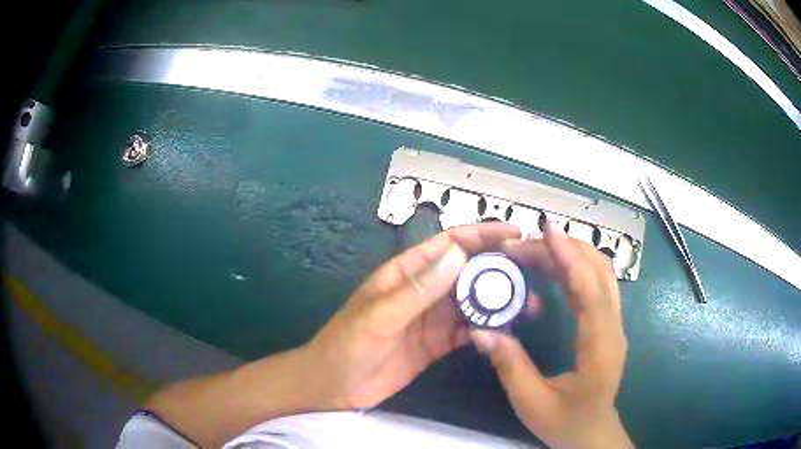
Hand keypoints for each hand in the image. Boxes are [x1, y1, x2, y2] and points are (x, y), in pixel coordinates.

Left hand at [304, 222, 520, 409]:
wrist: (334, 387)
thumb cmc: (347, 345)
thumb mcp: (379, 316)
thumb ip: (419, 289)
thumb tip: (460, 254)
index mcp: (406, 273)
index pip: (449, 244)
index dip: (481, 235)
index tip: (515, 233)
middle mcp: (424, 290)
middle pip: (468, 272)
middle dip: (499, 269)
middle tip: (533, 274)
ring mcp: (432, 318)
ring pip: (472, 302)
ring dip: (498, 301)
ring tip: (528, 304)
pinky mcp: (437, 343)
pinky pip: (468, 330)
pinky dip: (487, 328)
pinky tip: (505, 331)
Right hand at [470, 222, 631, 448]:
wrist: (593, 432)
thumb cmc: (566, 423)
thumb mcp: (532, 403)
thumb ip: (510, 366)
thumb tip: (482, 331)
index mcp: (600, 347)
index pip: (591, 291)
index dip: (570, 257)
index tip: (546, 230)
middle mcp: (613, 328)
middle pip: (599, 272)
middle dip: (564, 249)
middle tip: (522, 246)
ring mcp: (613, 323)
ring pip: (600, 273)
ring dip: (570, 254)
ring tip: (532, 251)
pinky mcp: (607, 323)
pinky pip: (595, 285)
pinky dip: (574, 268)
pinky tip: (550, 269)